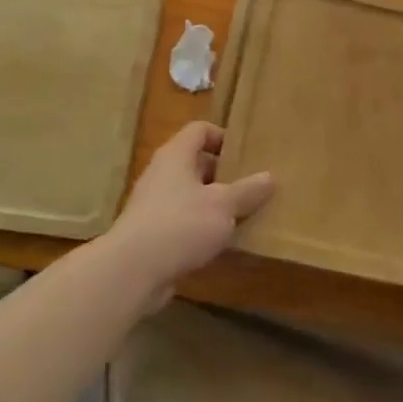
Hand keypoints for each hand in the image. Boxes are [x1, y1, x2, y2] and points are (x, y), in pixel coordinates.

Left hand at [102, 121, 274, 307]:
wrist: (132, 271)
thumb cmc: (181, 224)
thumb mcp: (223, 205)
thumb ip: (248, 190)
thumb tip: (269, 177)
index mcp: (176, 155)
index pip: (200, 130)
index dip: (223, 137)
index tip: (245, 154)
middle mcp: (162, 174)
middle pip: (196, 163)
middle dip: (223, 174)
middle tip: (251, 186)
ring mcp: (153, 205)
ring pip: (190, 196)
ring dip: (213, 205)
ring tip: (242, 216)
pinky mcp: (151, 234)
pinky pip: (182, 222)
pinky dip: (200, 229)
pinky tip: (220, 244)